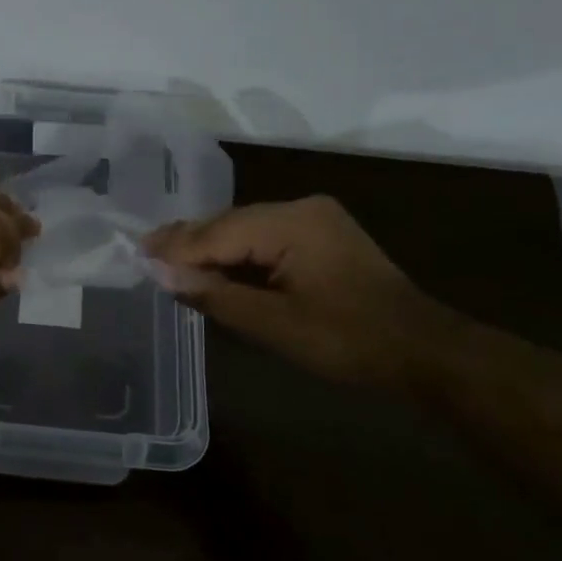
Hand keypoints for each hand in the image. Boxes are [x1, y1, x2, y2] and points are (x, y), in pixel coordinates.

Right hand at [145, 197, 448, 385]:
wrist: (424, 352)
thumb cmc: (350, 342)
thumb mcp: (276, 325)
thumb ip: (216, 295)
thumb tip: (160, 274)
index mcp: (292, 222)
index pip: (219, 232)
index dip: (177, 248)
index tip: (137, 256)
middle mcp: (300, 208)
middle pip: (229, 223)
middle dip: (188, 241)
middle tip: (144, 252)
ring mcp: (313, 219)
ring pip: (245, 229)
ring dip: (210, 247)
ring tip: (167, 259)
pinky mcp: (320, 235)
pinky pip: (265, 237)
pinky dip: (236, 253)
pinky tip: (212, 264)